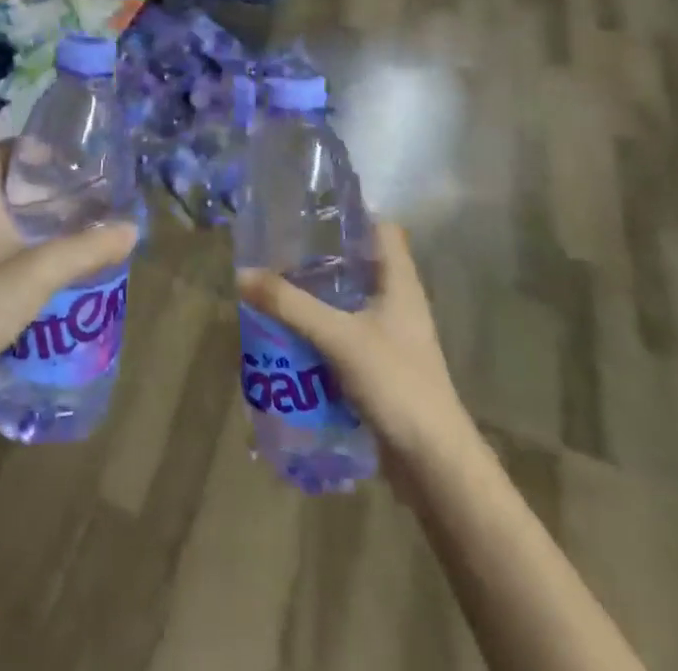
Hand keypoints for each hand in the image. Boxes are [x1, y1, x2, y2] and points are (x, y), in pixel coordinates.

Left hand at [0, 145, 138, 389]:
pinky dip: (27, 245)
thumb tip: (131, 229)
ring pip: (5, 219)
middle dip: (44, 185)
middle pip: (7, 185)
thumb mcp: (41, 271)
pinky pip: (1, 247)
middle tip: (83, 189)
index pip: (0, 153)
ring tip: (77, 222)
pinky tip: (53, 263)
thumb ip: (87, 248)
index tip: (68, 156)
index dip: (32, 147)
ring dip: (37, 218)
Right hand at [237, 221, 469, 465]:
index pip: (383, 230)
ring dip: (318, 301)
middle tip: (280, 253)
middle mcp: (398, 304)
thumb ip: (291, 305)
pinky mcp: (382, 369)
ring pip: (350, 305)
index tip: (312, 212)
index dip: (353, 215)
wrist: (434, 464)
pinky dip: (322, 335)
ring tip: (277, 292)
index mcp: (400, 284)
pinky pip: (346, 339)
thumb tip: (242, 274)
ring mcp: (392, 339)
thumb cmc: (396, 383)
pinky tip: (292, 339)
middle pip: (360, 266)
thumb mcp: (338, 338)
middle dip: (321, 260)